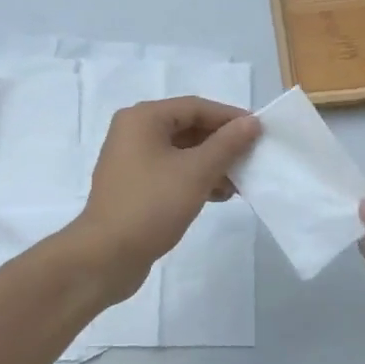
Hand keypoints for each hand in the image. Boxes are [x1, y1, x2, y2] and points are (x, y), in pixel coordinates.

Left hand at [72, 97, 260, 302]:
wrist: (105, 256)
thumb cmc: (152, 205)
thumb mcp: (196, 172)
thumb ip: (227, 144)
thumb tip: (251, 122)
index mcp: (143, 118)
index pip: (195, 107)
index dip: (229, 117)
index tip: (259, 131)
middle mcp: (134, 132)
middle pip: (188, 127)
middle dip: (221, 144)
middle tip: (252, 158)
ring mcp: (131, 160)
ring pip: (181, 152)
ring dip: (211, 164)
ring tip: (239, 183)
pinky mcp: (134, 185)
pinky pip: (171, 171)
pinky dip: (195, 178)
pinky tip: (218, 195)